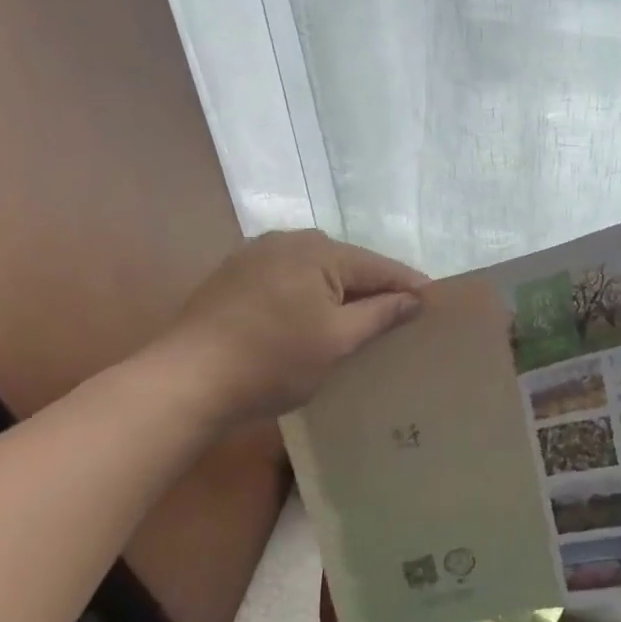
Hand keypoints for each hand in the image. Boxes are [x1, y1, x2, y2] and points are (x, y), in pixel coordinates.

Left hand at [145, 230, 427, 426]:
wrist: (185, 382)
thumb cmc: (272, 361)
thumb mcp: (337, 341)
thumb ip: (380, 314)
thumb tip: (415, 299)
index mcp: (319, 250)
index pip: (379, 266)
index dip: (409, 285)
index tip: (436, 302)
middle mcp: (289, 240)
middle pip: (347, 264)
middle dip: (374, 289)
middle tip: (400, 316)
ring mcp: (257, 254)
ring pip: (316, 271)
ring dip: (339, 293)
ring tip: (360, 319)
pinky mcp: (234, 274)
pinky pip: (288, 279)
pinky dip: (308, 296)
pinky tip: (311, 319)